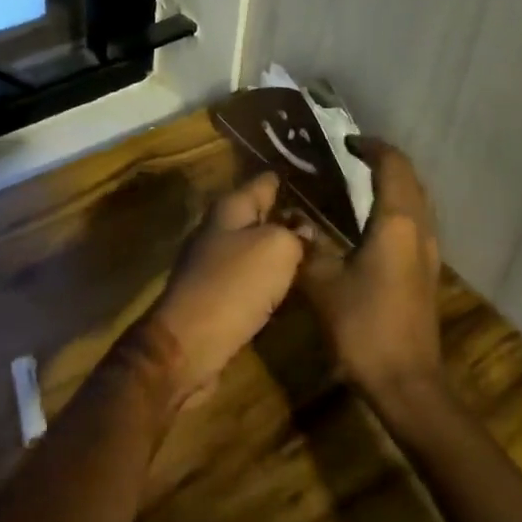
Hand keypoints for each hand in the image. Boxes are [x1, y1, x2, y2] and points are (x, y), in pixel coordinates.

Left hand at [135, 171, 307, 409]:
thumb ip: (295, 233)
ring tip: (321, 253)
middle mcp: (219, 230)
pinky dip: (271, 281)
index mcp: (229, 208)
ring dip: (282, 251)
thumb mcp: (276, 249)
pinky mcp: (217, 297)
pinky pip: (251, 280)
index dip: (291, 178)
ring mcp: (214, 264)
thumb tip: (304, 230)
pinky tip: (293, 287)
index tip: (321, 177)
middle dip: (290, 217)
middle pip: (260, 215)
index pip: (265, 182)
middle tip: (331, 220)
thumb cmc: (234, 285)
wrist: (189, 344)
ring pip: (257, 249)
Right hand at [299, 137, 444, 404]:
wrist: (407, 383)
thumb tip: (293, 222)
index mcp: (396, 223)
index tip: (346, 142)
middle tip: (351, 157)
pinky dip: (397, 207)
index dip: (371, 147)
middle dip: (384, 161)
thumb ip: (307, 246)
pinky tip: (371, 223)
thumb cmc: (364, 327)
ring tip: (359, 182)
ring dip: (394, 184)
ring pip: (417, 201)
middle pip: (410, 179)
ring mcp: (429, 253)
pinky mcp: (427, 273)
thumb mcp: (323, 284)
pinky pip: (416, 222)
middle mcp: (419, 230)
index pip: (392, 166)